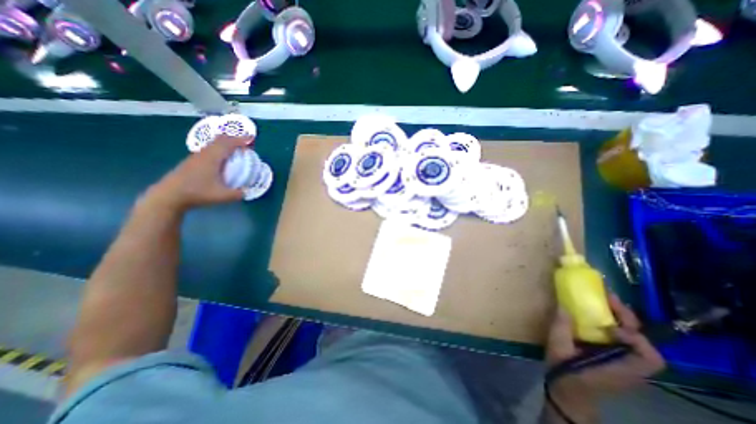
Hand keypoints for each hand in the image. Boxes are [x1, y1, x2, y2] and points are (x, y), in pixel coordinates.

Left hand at [146, 134, 251, 209]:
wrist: (169, 195)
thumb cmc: (197, 193)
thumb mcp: (222, 196)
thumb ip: (238, 194)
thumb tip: (248, 191)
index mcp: (213, 158)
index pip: (228, 143)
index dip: (241, 139)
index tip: (251, 137)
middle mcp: (205, 153)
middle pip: (220, 139)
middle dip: (234, 139)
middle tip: (246, 143)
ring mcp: (197, 156)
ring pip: (214, 144)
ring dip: (226, 144)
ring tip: (237, 150)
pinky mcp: (193, 161)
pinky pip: (210, 149)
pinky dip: (220, 149)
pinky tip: (223, 158)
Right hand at [547, 295, 662, 420]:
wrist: (570, 393)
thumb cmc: (565, 373)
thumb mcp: (558, 349)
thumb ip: (561, 328)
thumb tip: (564, 306)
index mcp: (621, 368)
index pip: (648, 356)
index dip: (634, 337)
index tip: (608, 326)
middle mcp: (630, 366)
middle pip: (644, 342)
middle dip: (627, 318)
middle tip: (607, 298)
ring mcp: (625, 362)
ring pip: (635, 338)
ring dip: (621, 319)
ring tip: (603, 302)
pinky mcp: (617, 357)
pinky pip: (623, 339)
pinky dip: (614, 324)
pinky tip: (598, 316)